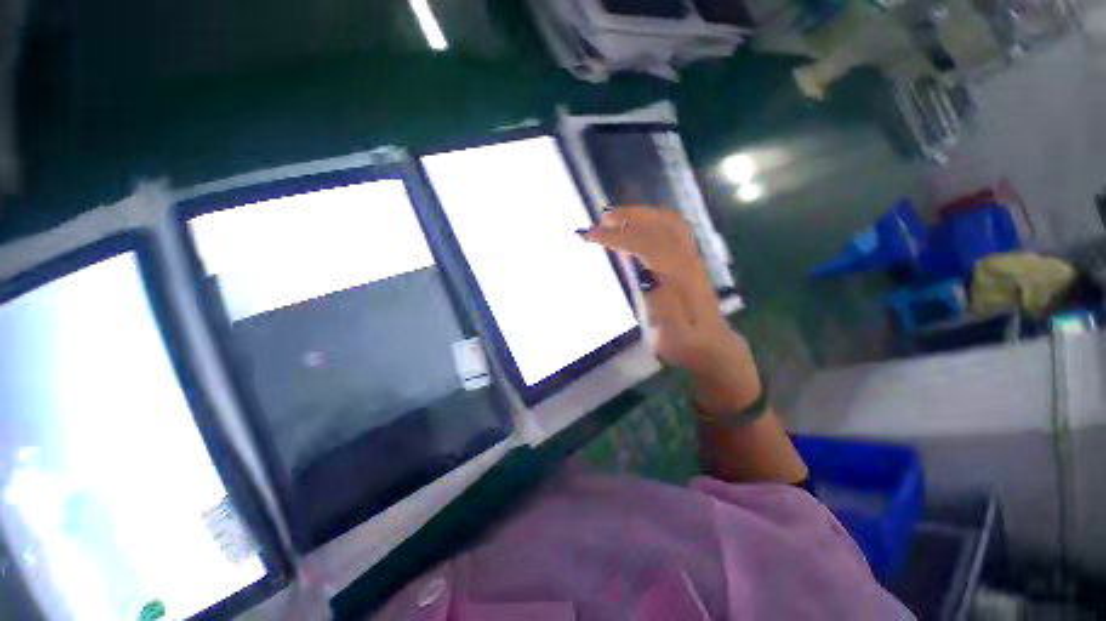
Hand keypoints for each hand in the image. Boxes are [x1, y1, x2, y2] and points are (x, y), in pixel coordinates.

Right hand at [580, 208, 758, 408]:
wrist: (714, 346)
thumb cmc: (689, 345)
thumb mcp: (674, 338)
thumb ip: (665, 308)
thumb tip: (647, 277)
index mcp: (680, 278)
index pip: (646, 245)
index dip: (617, 237)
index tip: (590, 236)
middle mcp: (687, 260)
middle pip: (658, 226)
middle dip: (626, 218)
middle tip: (597, 222)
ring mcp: (692, 257)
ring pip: (668, 222)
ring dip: (640, 214)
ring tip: (613, 217)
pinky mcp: (691, 259)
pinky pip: (674, 227)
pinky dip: (654, 218)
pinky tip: (639, 224)